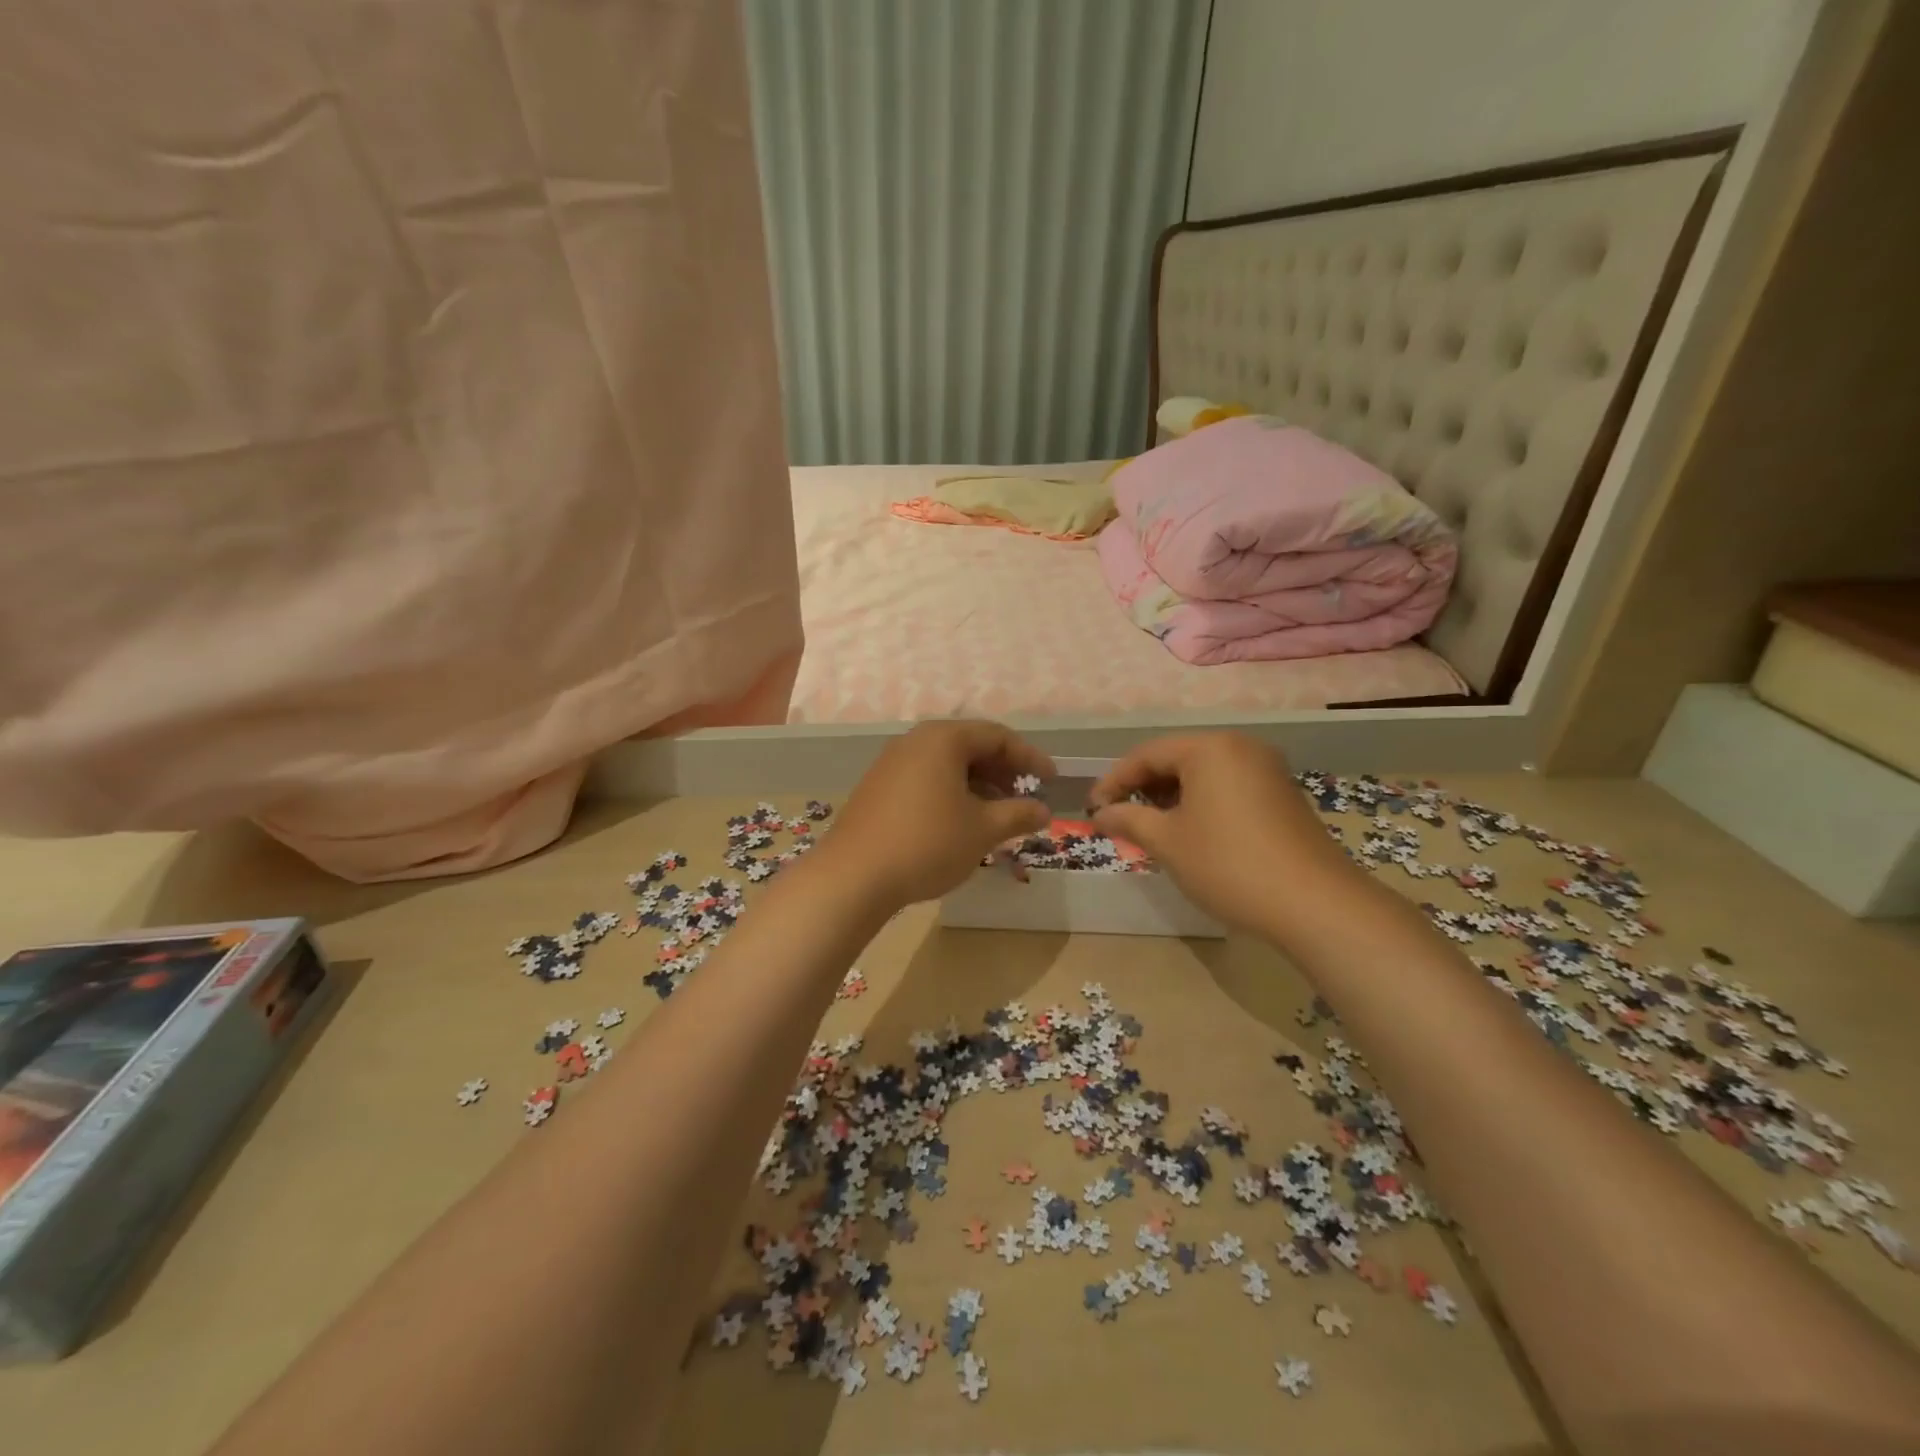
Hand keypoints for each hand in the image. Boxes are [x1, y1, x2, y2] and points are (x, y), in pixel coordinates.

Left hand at [824, 720, 1054, 907]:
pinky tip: (960, 822)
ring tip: (997, 814)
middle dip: (1002, 771)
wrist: (853, 876)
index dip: (1029, 757)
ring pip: (946, 764)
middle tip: (1025, 797)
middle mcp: (915, 741)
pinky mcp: (877, 787)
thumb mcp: (982, 830)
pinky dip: (951, 793)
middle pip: (970, 746)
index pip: (997, 736)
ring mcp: (891, 763)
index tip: (1051, 780)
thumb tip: (1043, 811)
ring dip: (978, 785)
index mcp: (943, 739)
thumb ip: (1018, 814)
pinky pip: (925, 779)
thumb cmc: (927, 843)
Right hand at [1089, 733, 1353, 933]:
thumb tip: (1101, 812)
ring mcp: (1267, 770)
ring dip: (1171, 797)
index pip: (1146, 754)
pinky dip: (1201, 804)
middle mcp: (1240, 747)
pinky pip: (1228, 787)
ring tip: (1151, 829)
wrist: (1315, 904)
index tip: (1094, 809)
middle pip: (1177, 759)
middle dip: (1143, 788)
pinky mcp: (1282, 795)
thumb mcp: (1167, 842)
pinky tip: (1192, 833)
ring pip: (1203, 774)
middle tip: (1120, 819)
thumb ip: (1128, 819)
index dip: (1114, 781)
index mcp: (1210, 748)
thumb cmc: (1228, 864)